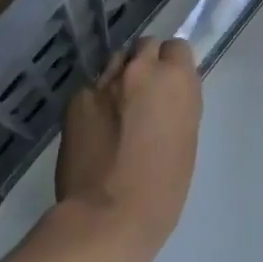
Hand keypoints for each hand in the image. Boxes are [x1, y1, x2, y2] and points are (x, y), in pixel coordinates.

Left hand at [54, 37, 201, 261]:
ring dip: (120, 77)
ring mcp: (105, 82)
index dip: (173, 65)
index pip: (177, 47)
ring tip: (117, 107)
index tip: (169, 85)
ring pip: (116, 62)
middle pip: (145, 45)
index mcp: (176, 80)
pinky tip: (94, 128)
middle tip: (143, 94)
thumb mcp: (186, 140)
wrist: (107, 216)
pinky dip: (95, 101)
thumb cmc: (162, 189)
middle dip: (146, 64)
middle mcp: (141, 70)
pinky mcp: (77, 99)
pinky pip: (91, 88)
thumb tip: (165, 96)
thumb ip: (176, 105)